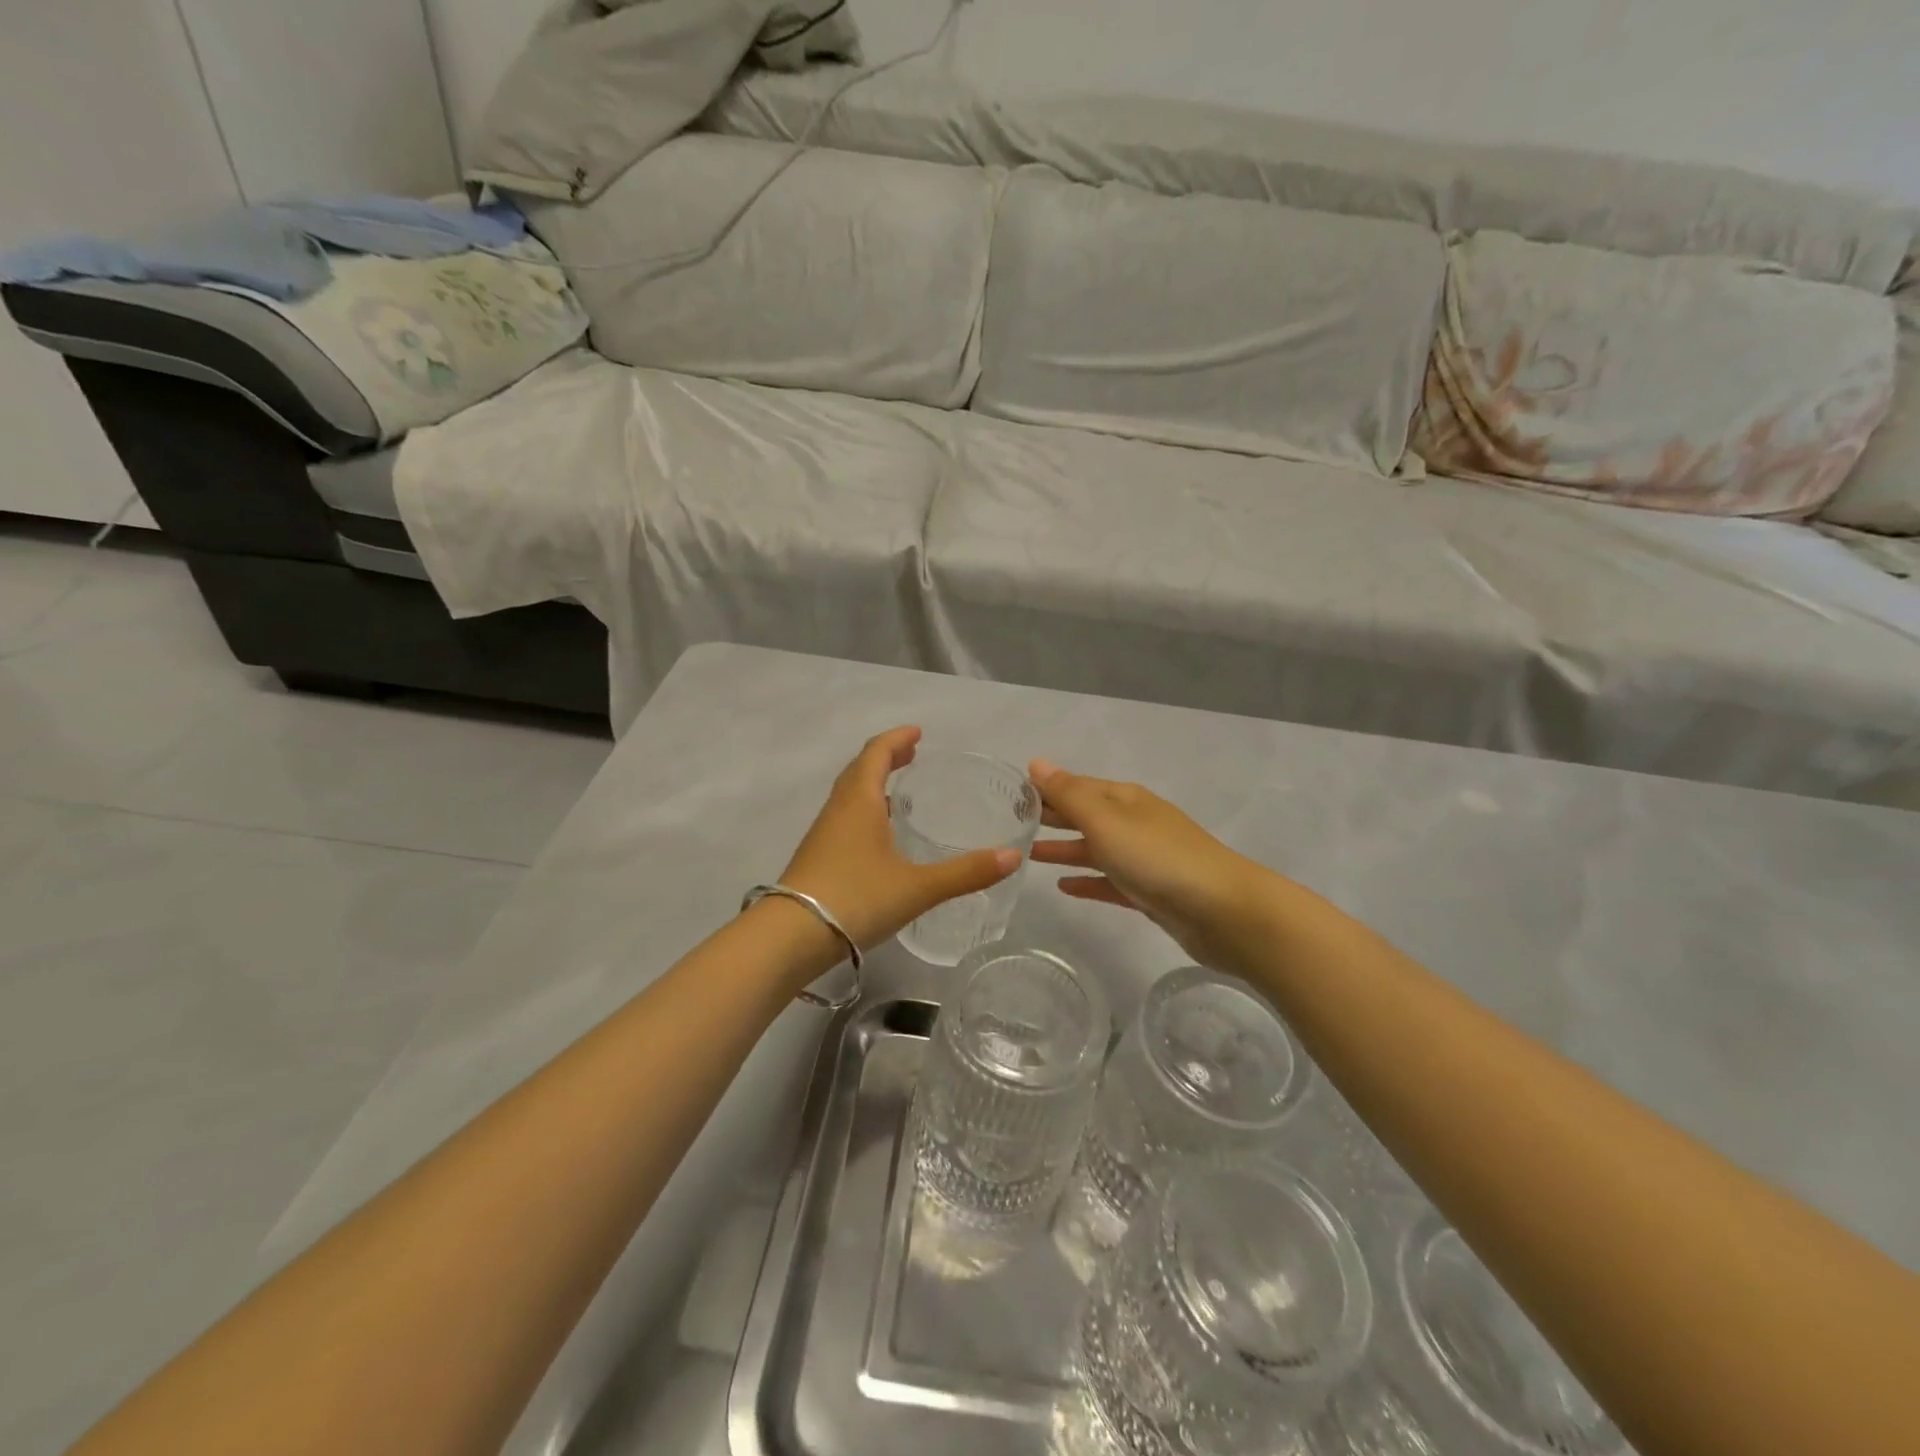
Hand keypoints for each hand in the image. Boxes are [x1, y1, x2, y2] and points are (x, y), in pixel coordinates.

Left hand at [780, 727, 1021, 952]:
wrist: (790, 938)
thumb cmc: (856, 899)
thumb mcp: (918, 887)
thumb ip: (966, 873)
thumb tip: (1013, 857)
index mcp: (859, 801)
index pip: (876, 753)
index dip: (897, 739)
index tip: (917, 732)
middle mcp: (838, 809)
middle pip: (860, 769)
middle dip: (886, 757)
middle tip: (912, 755)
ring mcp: (823, 834)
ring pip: (849, 795)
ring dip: (872, 783)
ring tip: (898, 791)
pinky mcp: (817, 858)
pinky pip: (844, 818)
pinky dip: (864, 810)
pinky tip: (878, 837)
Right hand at [1027, 760, 1284, 971]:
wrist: (1224, 912)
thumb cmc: (1158, 858)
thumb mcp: (1106, 821)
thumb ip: (1069, 795)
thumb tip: (1037, 762)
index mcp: (1125, 800)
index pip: (1076, 786)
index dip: (1046, 789)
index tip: (1010, 796)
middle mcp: (1134, 824)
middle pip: (1085, 816)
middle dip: (1052, 816)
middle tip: (1011, 823)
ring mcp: (1144, 859)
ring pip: (1095, 849)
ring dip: (1064, 849)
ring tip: (1027, 854)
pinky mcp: (1150, 893)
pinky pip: (1109, 882)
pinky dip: (1087, 881)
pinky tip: (1063, 888)